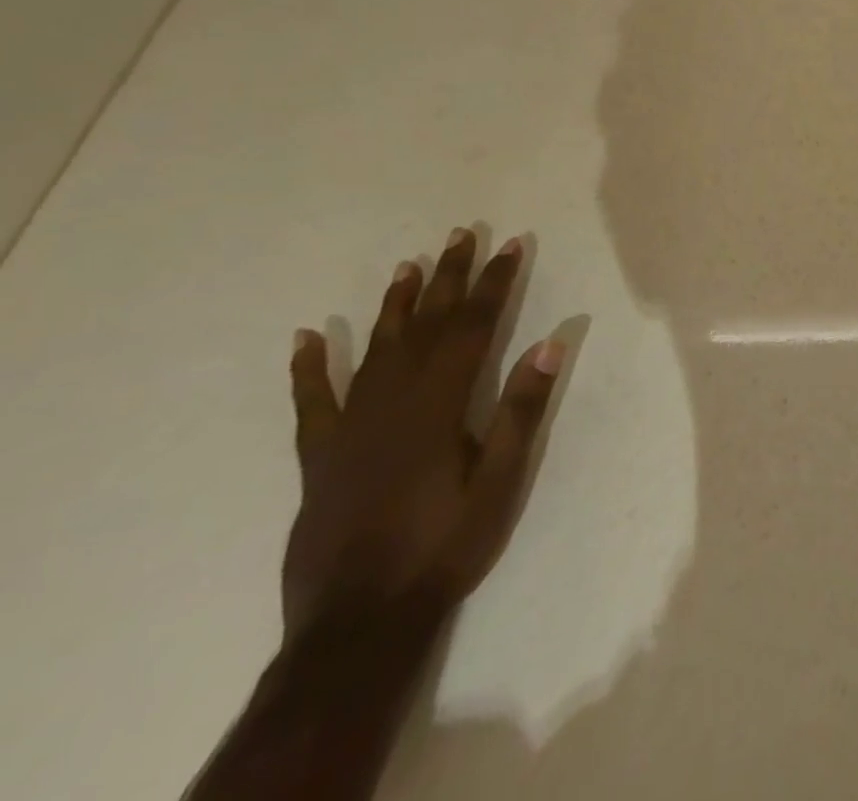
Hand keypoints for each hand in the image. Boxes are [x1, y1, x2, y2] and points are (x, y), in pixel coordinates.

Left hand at [282, 230, 564, 637]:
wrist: (358, 623)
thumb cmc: (445, 547)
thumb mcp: (501, 483)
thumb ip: (522, 412)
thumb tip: (549, 346)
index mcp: (439, 407)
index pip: (472, 328)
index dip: (494, 284)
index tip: (511, 246)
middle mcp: (391, 405)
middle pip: (424, 326)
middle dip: (448, 278)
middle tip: (461, 236)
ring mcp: (349, 430)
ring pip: (374, 351)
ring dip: (394, 305)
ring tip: (409, 266)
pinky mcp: (319, 457)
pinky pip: (312, 403)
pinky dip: (309, 368)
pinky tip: (307, 339)